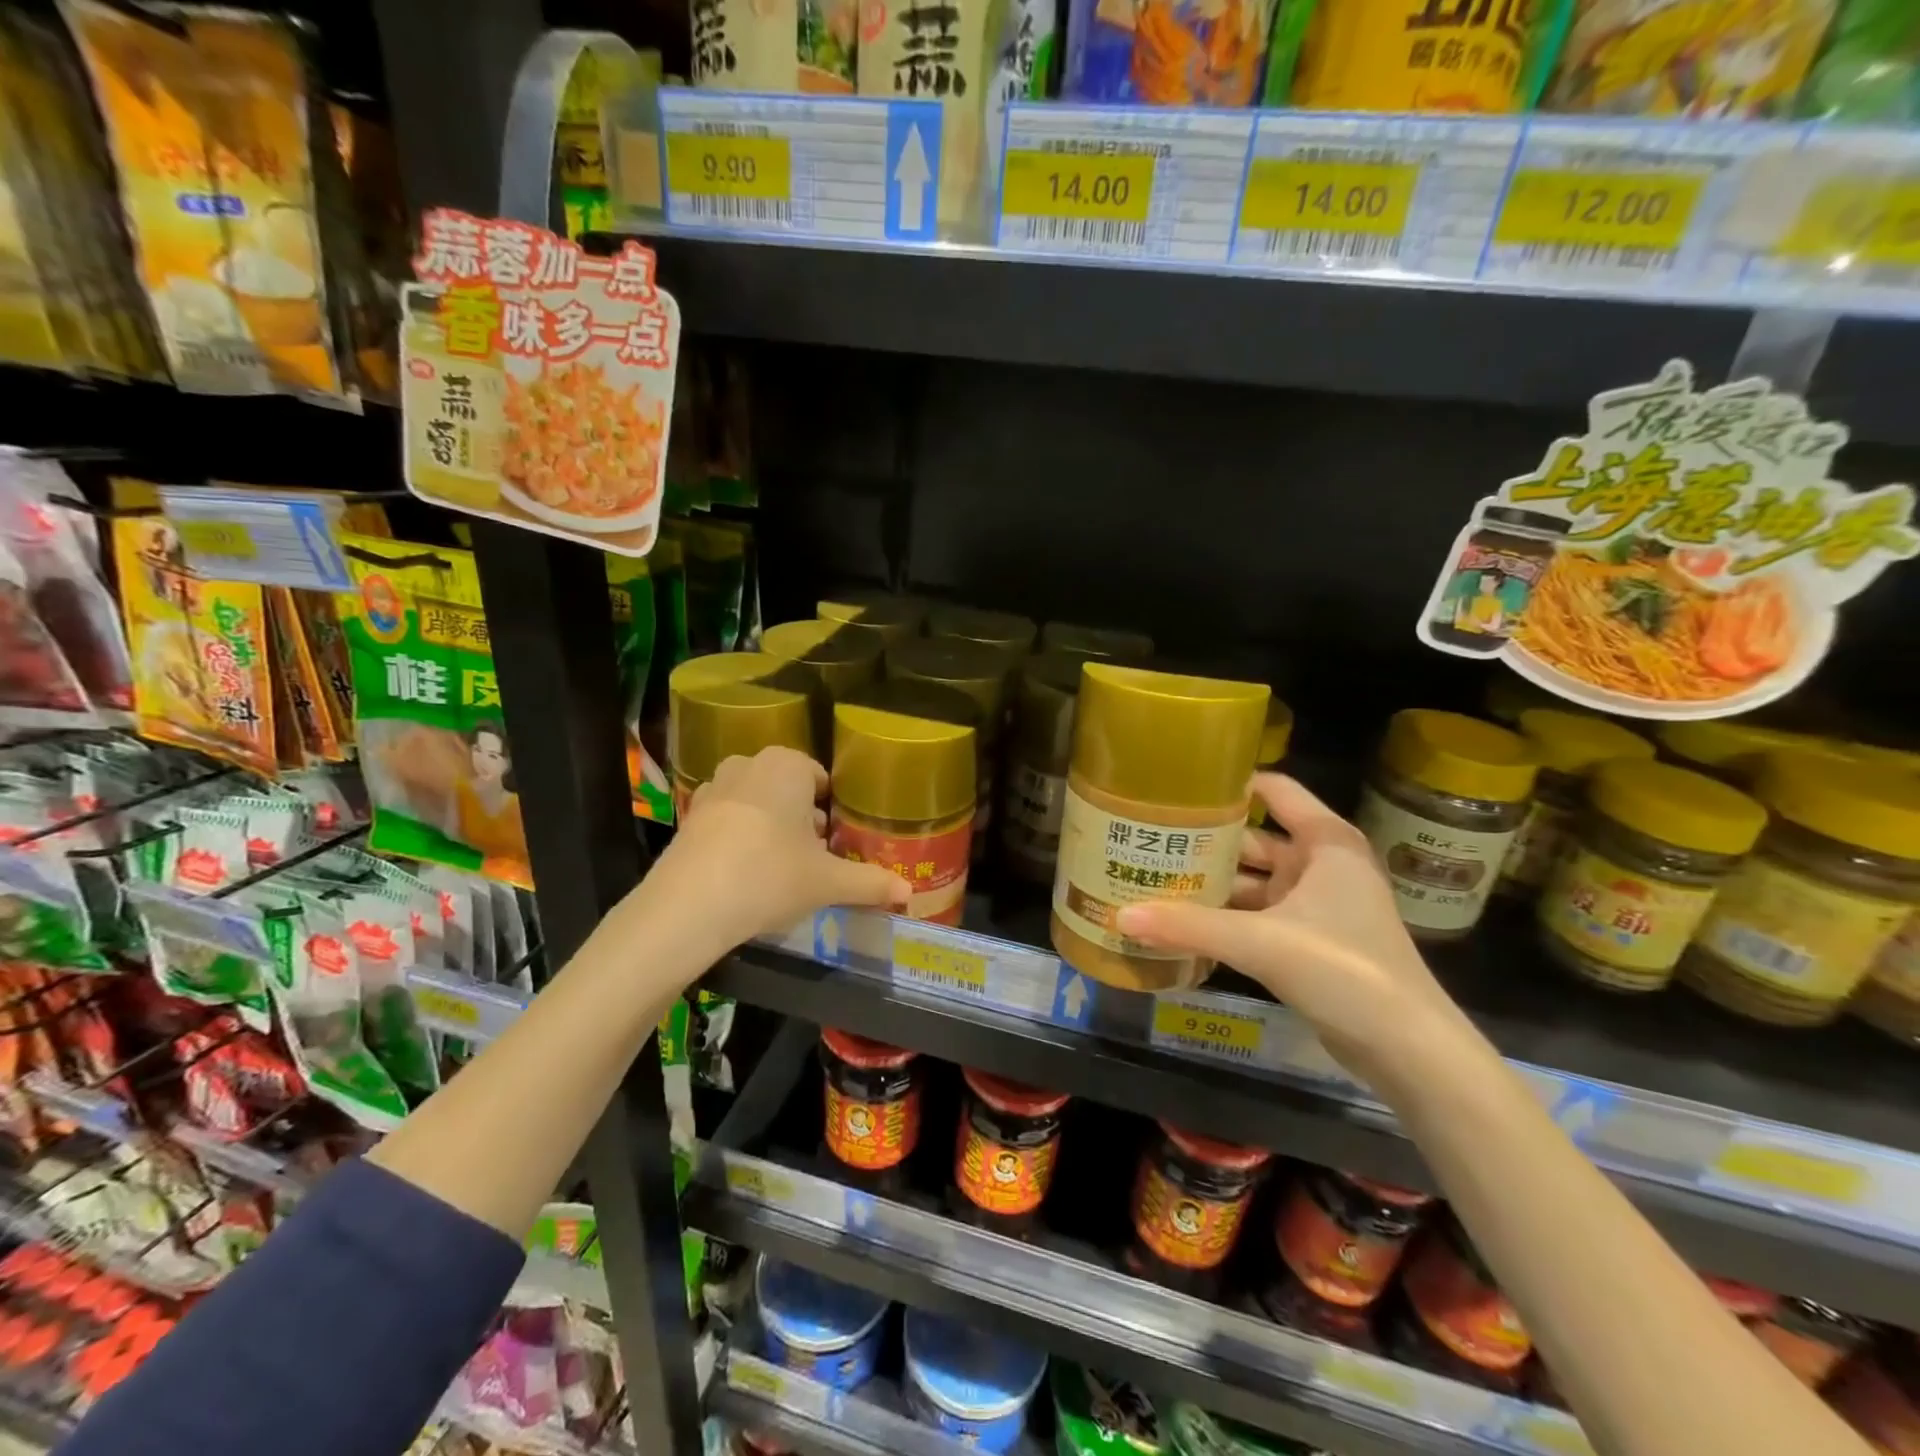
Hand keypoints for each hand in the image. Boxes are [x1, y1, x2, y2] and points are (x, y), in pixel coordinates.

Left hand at [663, 747, 909, 944]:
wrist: (689, 905)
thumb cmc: (771, 876)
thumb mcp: (828, 882)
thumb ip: (871, 883)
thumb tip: (909, 891)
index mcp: (789, 765)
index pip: (822, 780)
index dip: (833, 812)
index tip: (838, 843)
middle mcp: (750, 764)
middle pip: (789, 790)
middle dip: (803, 820)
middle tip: (815, 860)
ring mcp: (715, 787)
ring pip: (757, 803)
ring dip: (771, 827)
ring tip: (782, 868)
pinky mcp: (690, 815)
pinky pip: (728, 819)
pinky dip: (740, 837)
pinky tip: (745, 873)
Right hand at [1115, 774, 1473, 1093]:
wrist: (1407, 1050)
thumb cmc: (1343, 970)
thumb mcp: (1261, 941)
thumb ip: (1189, 926)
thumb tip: (1120, 917)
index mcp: (1326, 843)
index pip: (1274, 792)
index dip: (1230, 785)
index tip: (1178, 786)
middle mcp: (1322, 865)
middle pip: (1254, 840)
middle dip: (1206, 841)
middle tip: (1149, 837)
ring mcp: (1317, 905)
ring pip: (1254, 882)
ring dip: (1212, 884)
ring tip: (1155, 878)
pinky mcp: (1310, 941)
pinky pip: (1258, 916)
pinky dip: (1225, 917)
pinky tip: (1184, 922)